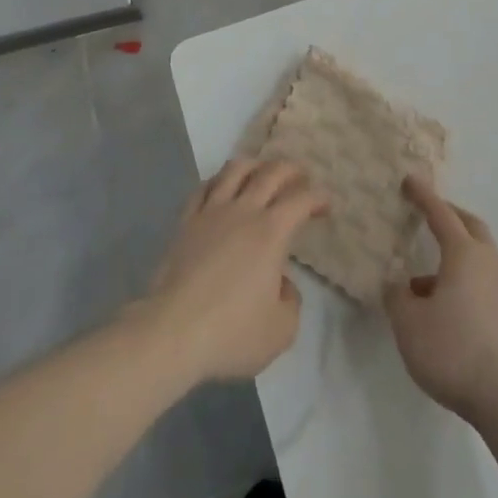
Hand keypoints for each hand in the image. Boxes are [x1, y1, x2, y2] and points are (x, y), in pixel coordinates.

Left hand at [142, 158, 326, 384]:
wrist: (172, 331)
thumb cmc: (231, 332)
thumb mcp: (280, 330)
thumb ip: (291, 301)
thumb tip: (281, 282)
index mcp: (271, 232)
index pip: (301, 200)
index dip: (318, 197)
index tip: (325, 206)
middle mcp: (244, 211)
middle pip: (270, 172)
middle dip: (291, 170)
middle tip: (300, 178)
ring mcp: (211, 211)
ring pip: (235, 169)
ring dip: (255, 165)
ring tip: (261, 172)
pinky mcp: (186, 221)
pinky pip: (204, 188)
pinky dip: (219, 181)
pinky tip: (221, 187)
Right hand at [385, 175, 497, 425]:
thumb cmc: (456, 352)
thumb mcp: (410, 325)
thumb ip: (397, 298)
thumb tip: (398, 284)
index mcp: (464, 254)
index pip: (441, 213)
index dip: (423, 196)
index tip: (410, 180)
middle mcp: (488, 263)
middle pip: (470, 227)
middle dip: (449, 216)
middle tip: (428, 215)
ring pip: (478, 257)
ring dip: (454, 256)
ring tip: (423, 281)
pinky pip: (483, 283)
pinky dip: (463, 282)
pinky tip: (445, 310)